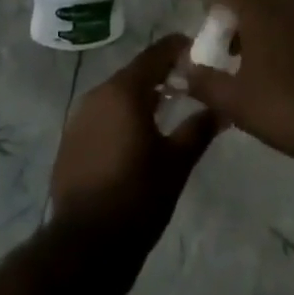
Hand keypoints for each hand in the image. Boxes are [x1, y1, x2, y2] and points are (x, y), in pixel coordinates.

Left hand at [49, 36, 220, 245]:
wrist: (86, 245)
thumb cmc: (138, 198)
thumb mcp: (176, 164)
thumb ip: (199, 130)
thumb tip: (223, 109)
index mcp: (124, 91)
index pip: (155, 54)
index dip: (177, 49)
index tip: (198, 51)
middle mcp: (98, 93)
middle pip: (134, 73)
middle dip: (160, 75)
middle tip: (187, 85)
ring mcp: (79, 116)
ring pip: (116, 95)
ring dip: (139, 98)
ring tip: (164, 113)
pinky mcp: (70, 139)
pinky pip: (101, 115)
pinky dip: (120, 117)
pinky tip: (134, 139)